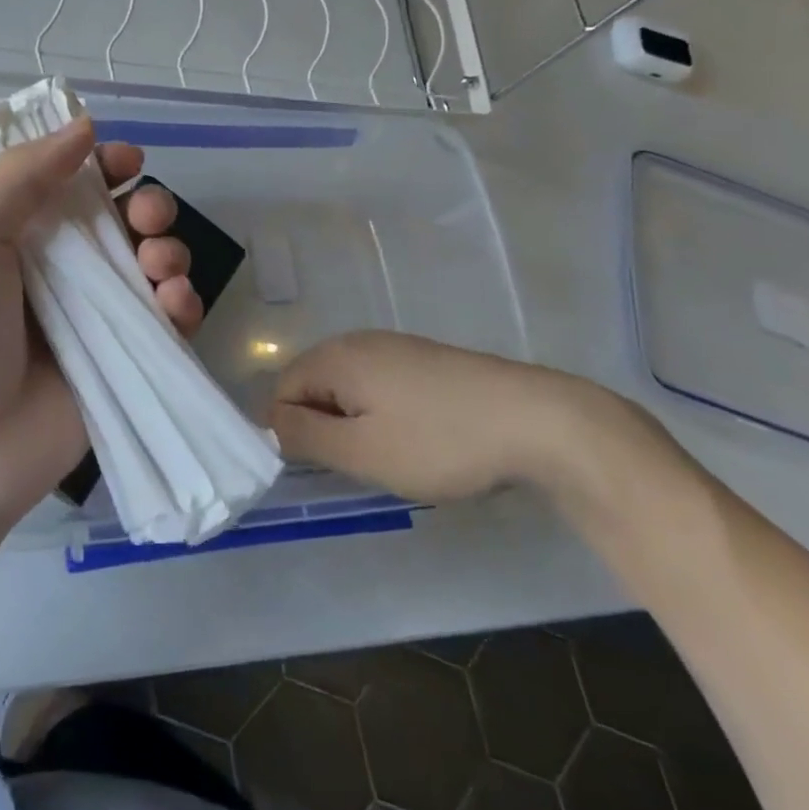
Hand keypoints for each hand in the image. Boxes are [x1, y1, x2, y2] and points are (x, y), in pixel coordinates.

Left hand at [0, 117, 202, 528]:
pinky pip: (172, 318)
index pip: (78, 182)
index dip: (107, 164)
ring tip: (159, 267)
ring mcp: (102, 313)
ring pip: (158, 262)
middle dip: (150, 205)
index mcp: (26, 232)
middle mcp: (68, 268)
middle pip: (128, 219)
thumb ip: (21, 174)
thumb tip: (85, 125)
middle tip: (145, 217)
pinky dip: (183, 303)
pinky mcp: (130, 356)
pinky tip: (173, 306)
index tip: (125, 162)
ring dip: (172, 250)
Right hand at [271, 330, 601, 503]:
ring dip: (354, 423)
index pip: (282, 391)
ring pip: (348, 387)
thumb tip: (271, 423)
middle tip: (358, 465)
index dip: (291, 432)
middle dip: (323, 427)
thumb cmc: (440, 441)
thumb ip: (305, 438)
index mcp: (335, 357)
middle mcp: (358, 341)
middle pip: (313, 385)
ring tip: (390, 456)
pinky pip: (379, 384)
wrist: (537, 420)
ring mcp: (394, 346)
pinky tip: (416, 438)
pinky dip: (382, 413)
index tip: (324, 468)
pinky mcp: (424, 359)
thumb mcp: (362, 452)